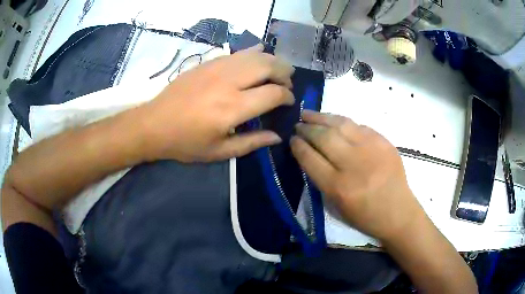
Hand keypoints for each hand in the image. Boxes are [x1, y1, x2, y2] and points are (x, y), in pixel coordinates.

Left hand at [138, 45, 294, 162]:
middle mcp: (229, 82)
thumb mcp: (219, 152)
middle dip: (285, 72)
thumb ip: (251, 143)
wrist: (154, 124)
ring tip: (277, 70)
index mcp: (233, 108)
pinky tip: (258, 54)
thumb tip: (277, 136)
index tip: (289, 101)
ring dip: (272, 60)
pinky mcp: (208, 62)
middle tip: (287, 82)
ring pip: (255, 54)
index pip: (273, 93)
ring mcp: (217, 68)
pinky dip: (253, 52)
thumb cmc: (185, 142)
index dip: (287, 96)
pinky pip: (237, 52)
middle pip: (268, 66)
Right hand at [291, 110, 425, 241]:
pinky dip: (344, 123)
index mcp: (338, 186)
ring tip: (309, 114)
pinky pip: (359, 126)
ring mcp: (371, 149)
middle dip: (307, 128)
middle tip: (299, 125)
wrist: (398, 212)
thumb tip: (310, 153)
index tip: (292, 139)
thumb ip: (321, 179)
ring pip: (341, 124)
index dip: (298, 146)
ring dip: (322, 117)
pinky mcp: (384, 142)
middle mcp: (353, 164)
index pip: (310, 158)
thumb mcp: (336, 205)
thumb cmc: (365, 216)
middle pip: (324, 137)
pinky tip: (336, 123)